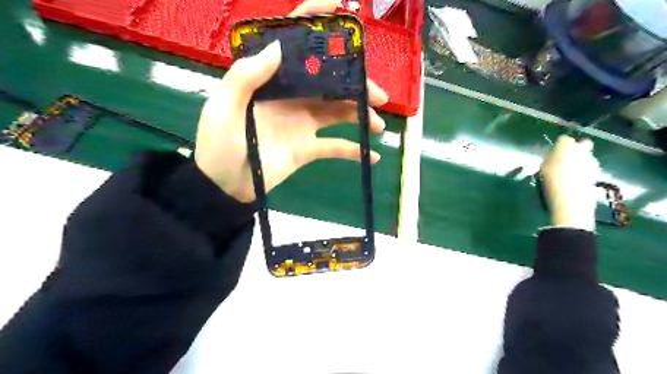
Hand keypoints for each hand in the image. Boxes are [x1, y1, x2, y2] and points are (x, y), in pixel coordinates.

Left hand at [196, 0, 388, 201]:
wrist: (226, 186)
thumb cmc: (219, 145)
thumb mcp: (224, 107)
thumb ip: (245, 76)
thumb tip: (277, 47)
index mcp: (270, 81)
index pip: (293, 45)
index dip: (315, 23)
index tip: (343, 10)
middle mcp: (291, 97)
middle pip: (328, 82)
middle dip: (355, 84)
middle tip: (378, 94)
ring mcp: (302, 123)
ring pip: (338, 112)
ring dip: (361, 115)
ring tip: (379, 124)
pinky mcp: (308, 148)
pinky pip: (335, 147)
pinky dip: (353, 150)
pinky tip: (373, 154)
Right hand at [538, 134, 602, 229]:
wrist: (570, 197)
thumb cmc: (550, 180)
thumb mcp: (542, 168)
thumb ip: (549, 160)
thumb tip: (553, 159)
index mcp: (566, 145)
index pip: (563, 139)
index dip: (559, 145)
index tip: (554, 153)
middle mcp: (582, 149)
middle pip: (582, 144)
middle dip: (577, 149)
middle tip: (566, 159)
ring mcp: (592, 161)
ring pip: (587, 157)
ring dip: (581, 162)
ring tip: (570, 173)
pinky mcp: (597, 173)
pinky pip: (589, 169)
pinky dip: (584, 172)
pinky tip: (575, 181)